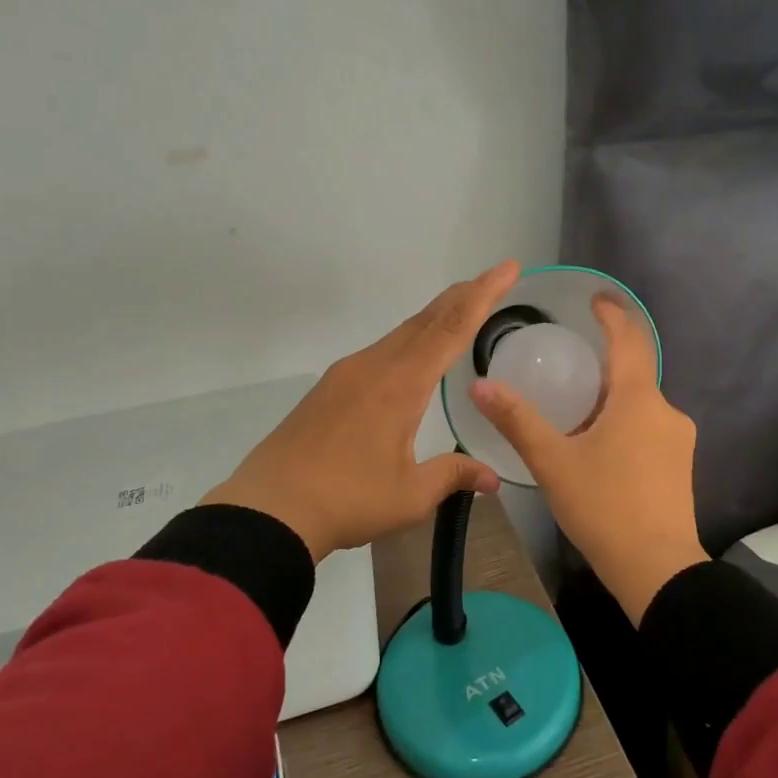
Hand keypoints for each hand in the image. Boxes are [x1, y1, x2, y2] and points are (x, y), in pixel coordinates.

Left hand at [203, 262, 519, 561]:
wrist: (269, 509)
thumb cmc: (346, 500)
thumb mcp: (409, 495)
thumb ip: (453, 476)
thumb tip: (492, 478)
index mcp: (401, 384)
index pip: (451, 329)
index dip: (483, 296)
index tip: (507, 269)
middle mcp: (375, 366)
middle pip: (426, 319)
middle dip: (463, 296)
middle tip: (493, 279)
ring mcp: (347, 373)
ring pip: (401, 332)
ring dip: (435, 317)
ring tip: (460, 310)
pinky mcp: (330, 387)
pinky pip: (381, 350)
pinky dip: (410, 339)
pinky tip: (413, 356)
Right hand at [469, 295, 705, 622]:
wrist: (658, 570)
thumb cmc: (604, 507)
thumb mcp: (553, 462)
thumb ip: (517, 420)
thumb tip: (479, 385)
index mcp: (638, 400)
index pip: (629, 339)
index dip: (612, 315)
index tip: (595, 299)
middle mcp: (666, 411)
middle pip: (635, 372)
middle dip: (604, 362)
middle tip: (568, 363)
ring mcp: (679, 439)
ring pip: (641, 403)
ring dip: (612, 397)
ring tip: (575, 411)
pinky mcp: (680, 465)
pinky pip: (649, 427)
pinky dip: (624, 422)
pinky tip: (599, 447)